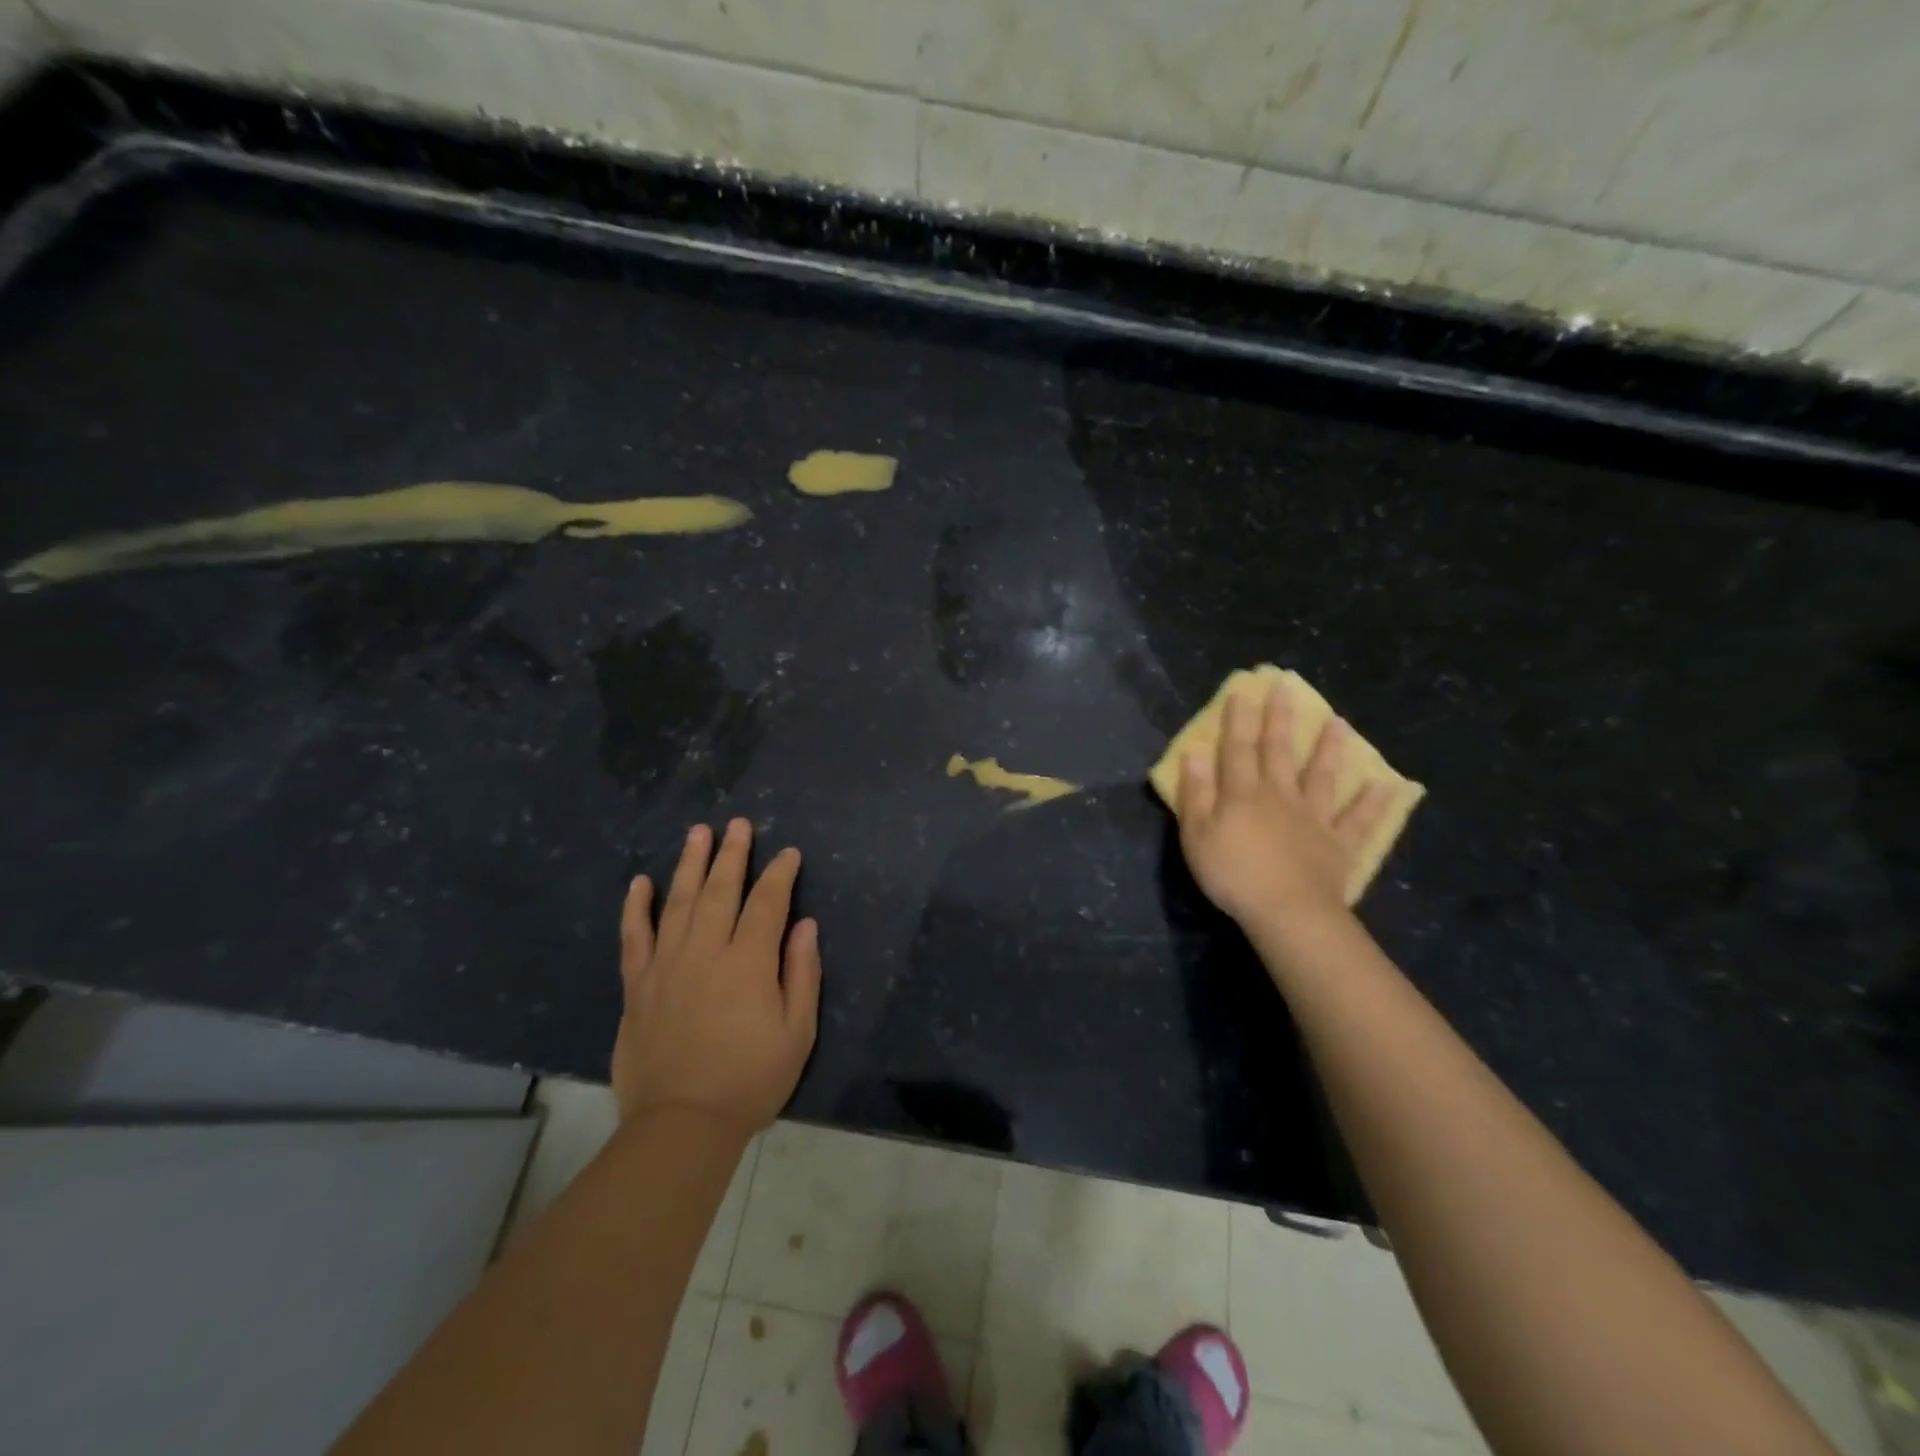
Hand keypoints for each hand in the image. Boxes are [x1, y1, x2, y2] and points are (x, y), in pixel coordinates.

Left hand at [611, 819, 822, 1132]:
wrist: (682, 1125)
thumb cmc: (750, 1079)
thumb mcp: (797, 1033)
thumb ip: (802, 973)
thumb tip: (805, 926)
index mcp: (749, 962)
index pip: (767, 902)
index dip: (779, 873)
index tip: (788, 853)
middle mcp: (706, 951)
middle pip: (719, 890)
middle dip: (732, 853)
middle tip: (737, 824)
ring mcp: (666, 965)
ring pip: (677, 902)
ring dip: (689, 864)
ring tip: (697, 833)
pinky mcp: (637, 985)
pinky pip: (634, 937)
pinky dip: (636, 907)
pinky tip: (640, 882)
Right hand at [1176, 681, 1390, 929]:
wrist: (1287, 911)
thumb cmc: (1233, 873)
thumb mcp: (1197, 834)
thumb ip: (1196, 792)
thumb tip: (1195, 753)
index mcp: (1243, 792)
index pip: (1238, 747)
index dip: (1238, 719)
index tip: (1243, 690)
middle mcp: (1280, 795)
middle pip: (1278, 751)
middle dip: (1280, 719)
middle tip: (1286, 688)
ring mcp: (1314, 818)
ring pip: (1322, 776)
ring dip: (1329, 749)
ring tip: (1339, 723)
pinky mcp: (1338, 844)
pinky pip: (1358, 820)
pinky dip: (1373, 802)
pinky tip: (1387, 785)